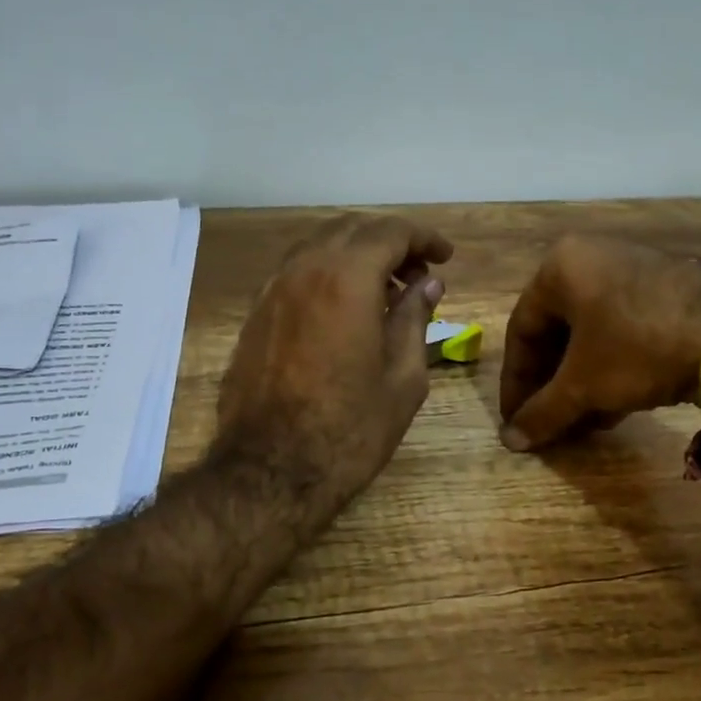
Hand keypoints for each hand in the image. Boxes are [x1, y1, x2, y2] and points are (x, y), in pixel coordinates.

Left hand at [216, 212, 453, 506]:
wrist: (271, 470)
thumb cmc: (350, 429)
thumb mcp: (402, 378)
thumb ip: (414, 320)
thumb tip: (427, 285)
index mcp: (347, 279)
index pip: (390, 232)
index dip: (423, 238)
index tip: (444, 257)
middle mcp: (304, 270)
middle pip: (351, 230)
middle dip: (389, 243)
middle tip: (417, 275)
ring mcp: (272, 291)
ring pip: (318, 248)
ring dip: (355, 256)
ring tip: (383, 292)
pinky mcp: (255, 315)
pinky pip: (296, 273)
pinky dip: (326, 275)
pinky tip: (343, 310)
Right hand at [499, 235, 700, 450]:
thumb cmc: (639, 347)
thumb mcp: (584, 385)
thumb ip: (542, 412)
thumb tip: (511, 440)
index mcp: (561, 267)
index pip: (522, 331)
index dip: (515, 383)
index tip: (515, 420)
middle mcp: (594, 259)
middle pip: (558, 332)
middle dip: (552, 385)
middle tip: (548, 422)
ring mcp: (636, 271)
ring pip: (593, 335)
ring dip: (581, 382)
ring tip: (581, 423)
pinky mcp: (670, 290)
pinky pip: (625, 332)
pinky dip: (613, 369)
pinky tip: (615, 407)